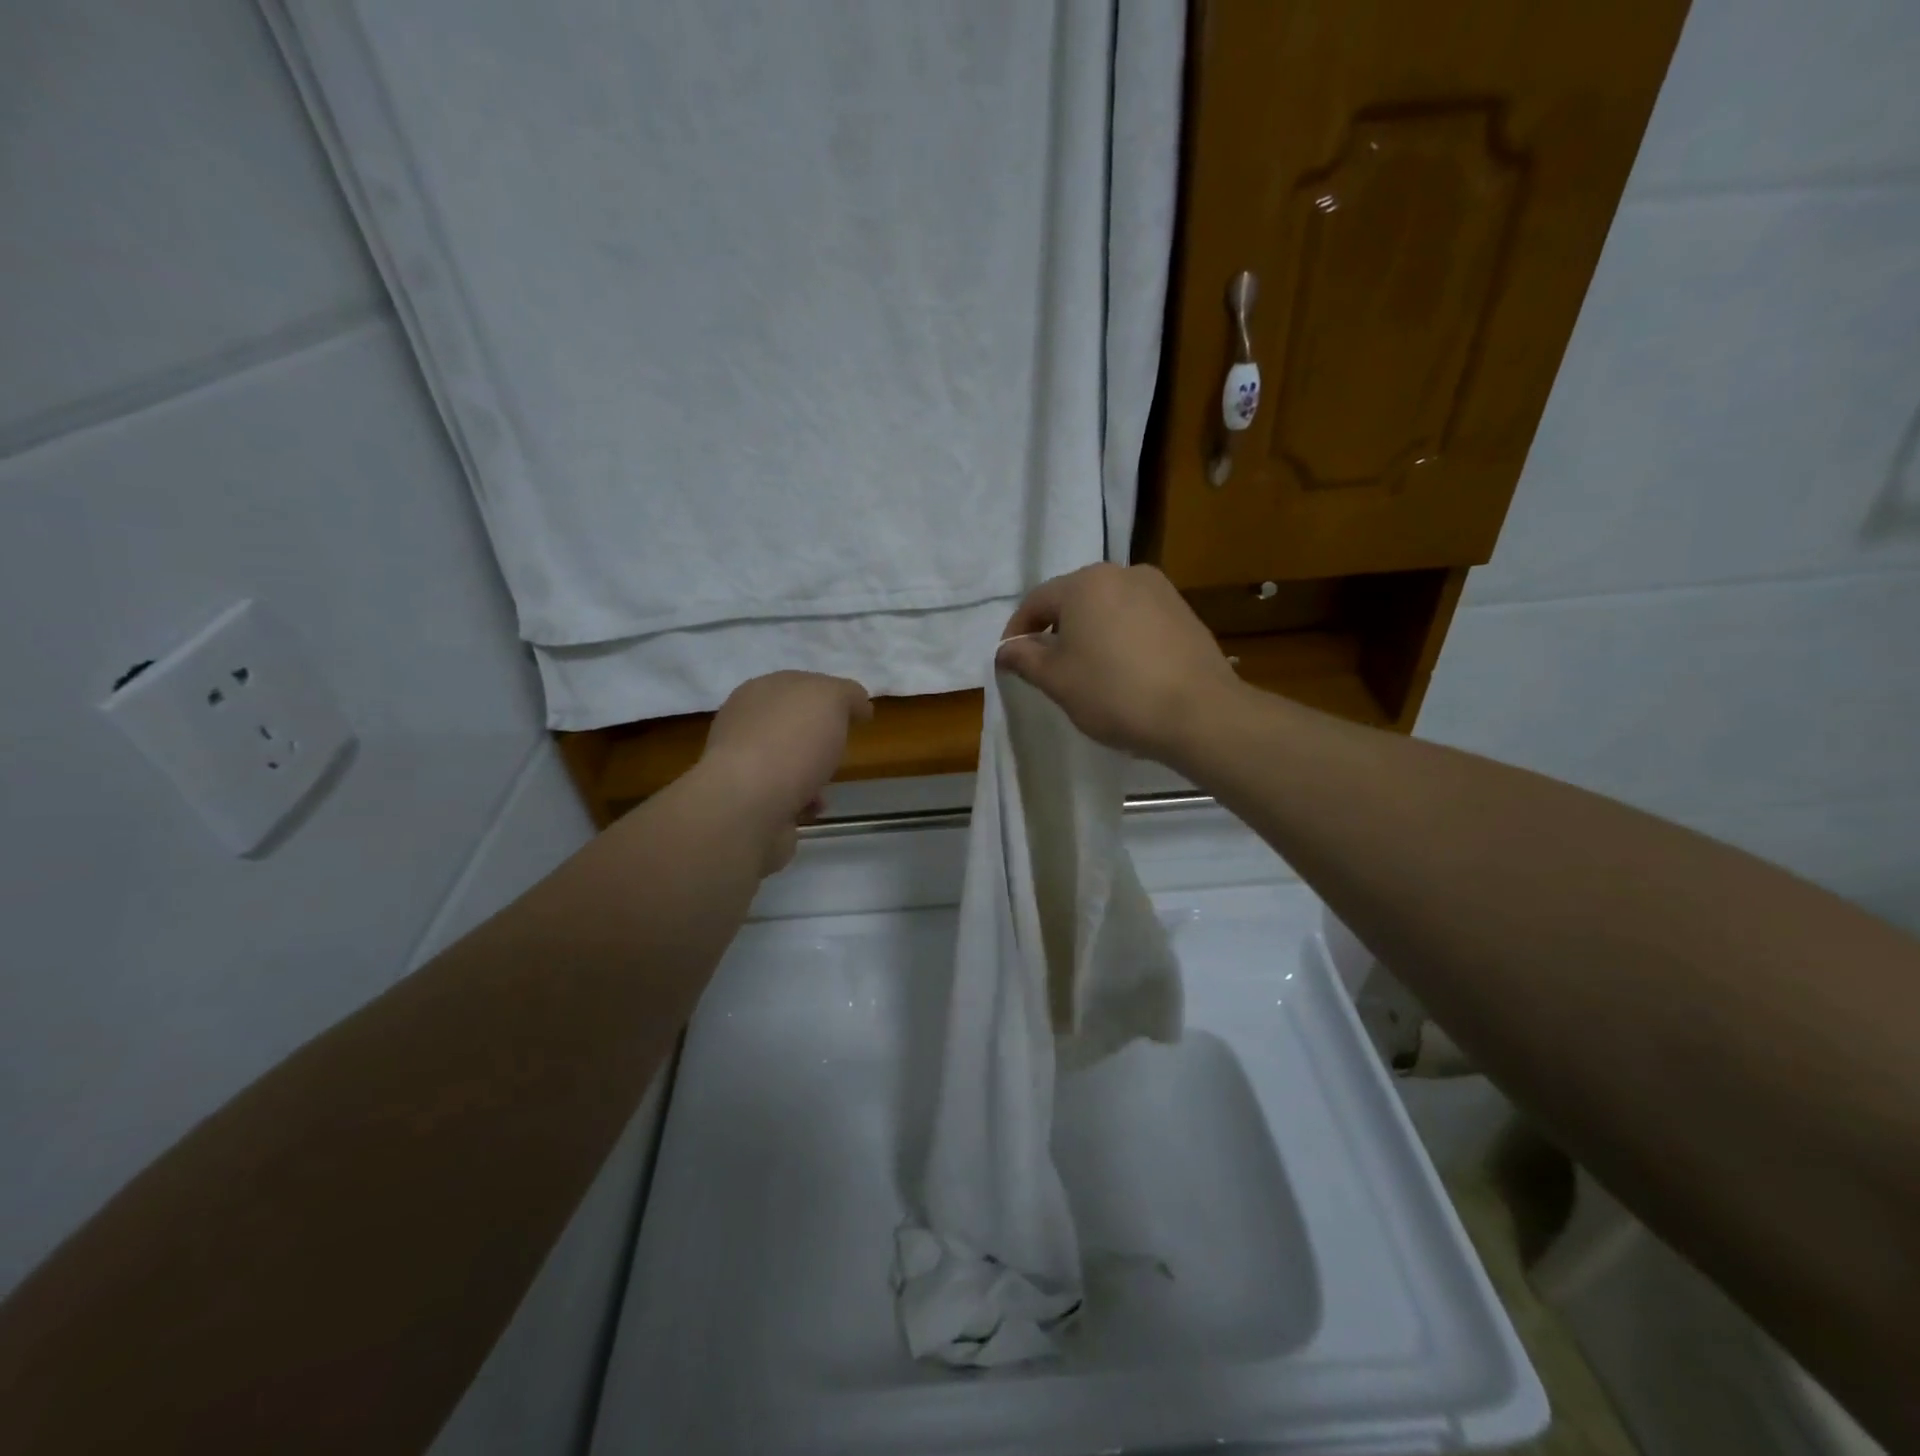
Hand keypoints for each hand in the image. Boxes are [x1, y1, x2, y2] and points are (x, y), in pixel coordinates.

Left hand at [699, 671, 872, 870]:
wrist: (750, 804)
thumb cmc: (792, 741)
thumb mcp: (831, 698)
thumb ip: (847, 694)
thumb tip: (857, 704)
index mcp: (759, 690)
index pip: (799, 685)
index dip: (830, 696)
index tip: (858, 714)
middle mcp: (744, 724)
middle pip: (791, 724)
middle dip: (817, 736)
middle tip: (841, 746)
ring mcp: (740, 765)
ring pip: (786, 762)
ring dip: (811, 772)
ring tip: (827, 784)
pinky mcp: (745, 802)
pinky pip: (782, 796)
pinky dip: (802, 801)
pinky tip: (812, 807)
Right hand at [996, 564, 1241, 764]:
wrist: (1198, 712)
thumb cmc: (1115, 693)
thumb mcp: (1056, 680)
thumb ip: (1024, 659)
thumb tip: (1006, 650)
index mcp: (1085, 582)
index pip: (1036, 601)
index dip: (1017, 632)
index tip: (1010, 661)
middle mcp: (1123, 573)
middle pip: (1074, 600)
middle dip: (1055, 631)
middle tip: (1047, 668)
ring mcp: (1159, 590)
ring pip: (1107, 609)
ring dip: (1090, 634)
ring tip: (1087, 672)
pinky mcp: (1183, 612)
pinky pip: (1137, 620)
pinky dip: (1120, 639)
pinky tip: (1124, 671)